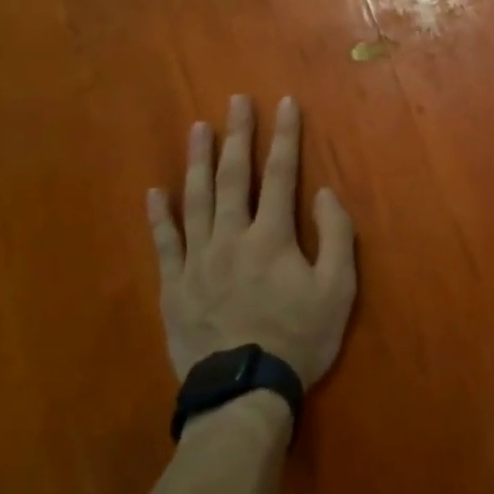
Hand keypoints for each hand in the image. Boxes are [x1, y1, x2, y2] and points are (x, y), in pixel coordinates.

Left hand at [148, 95, 357, 387]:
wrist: (244, 393)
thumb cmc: (298, 338)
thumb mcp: (338, 289)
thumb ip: (335, 236)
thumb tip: (322, 193)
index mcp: (272, 236)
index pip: (281, 174)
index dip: (284, 136)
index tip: (284, 103)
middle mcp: (231, 237)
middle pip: (235, 176)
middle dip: (238, 135)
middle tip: (236, 100)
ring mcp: (197, 260)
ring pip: (196, 199)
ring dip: (198, 161)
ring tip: (198, 128)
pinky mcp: (174, 286)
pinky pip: (164, 243)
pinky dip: (160, 215)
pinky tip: (155, 191)